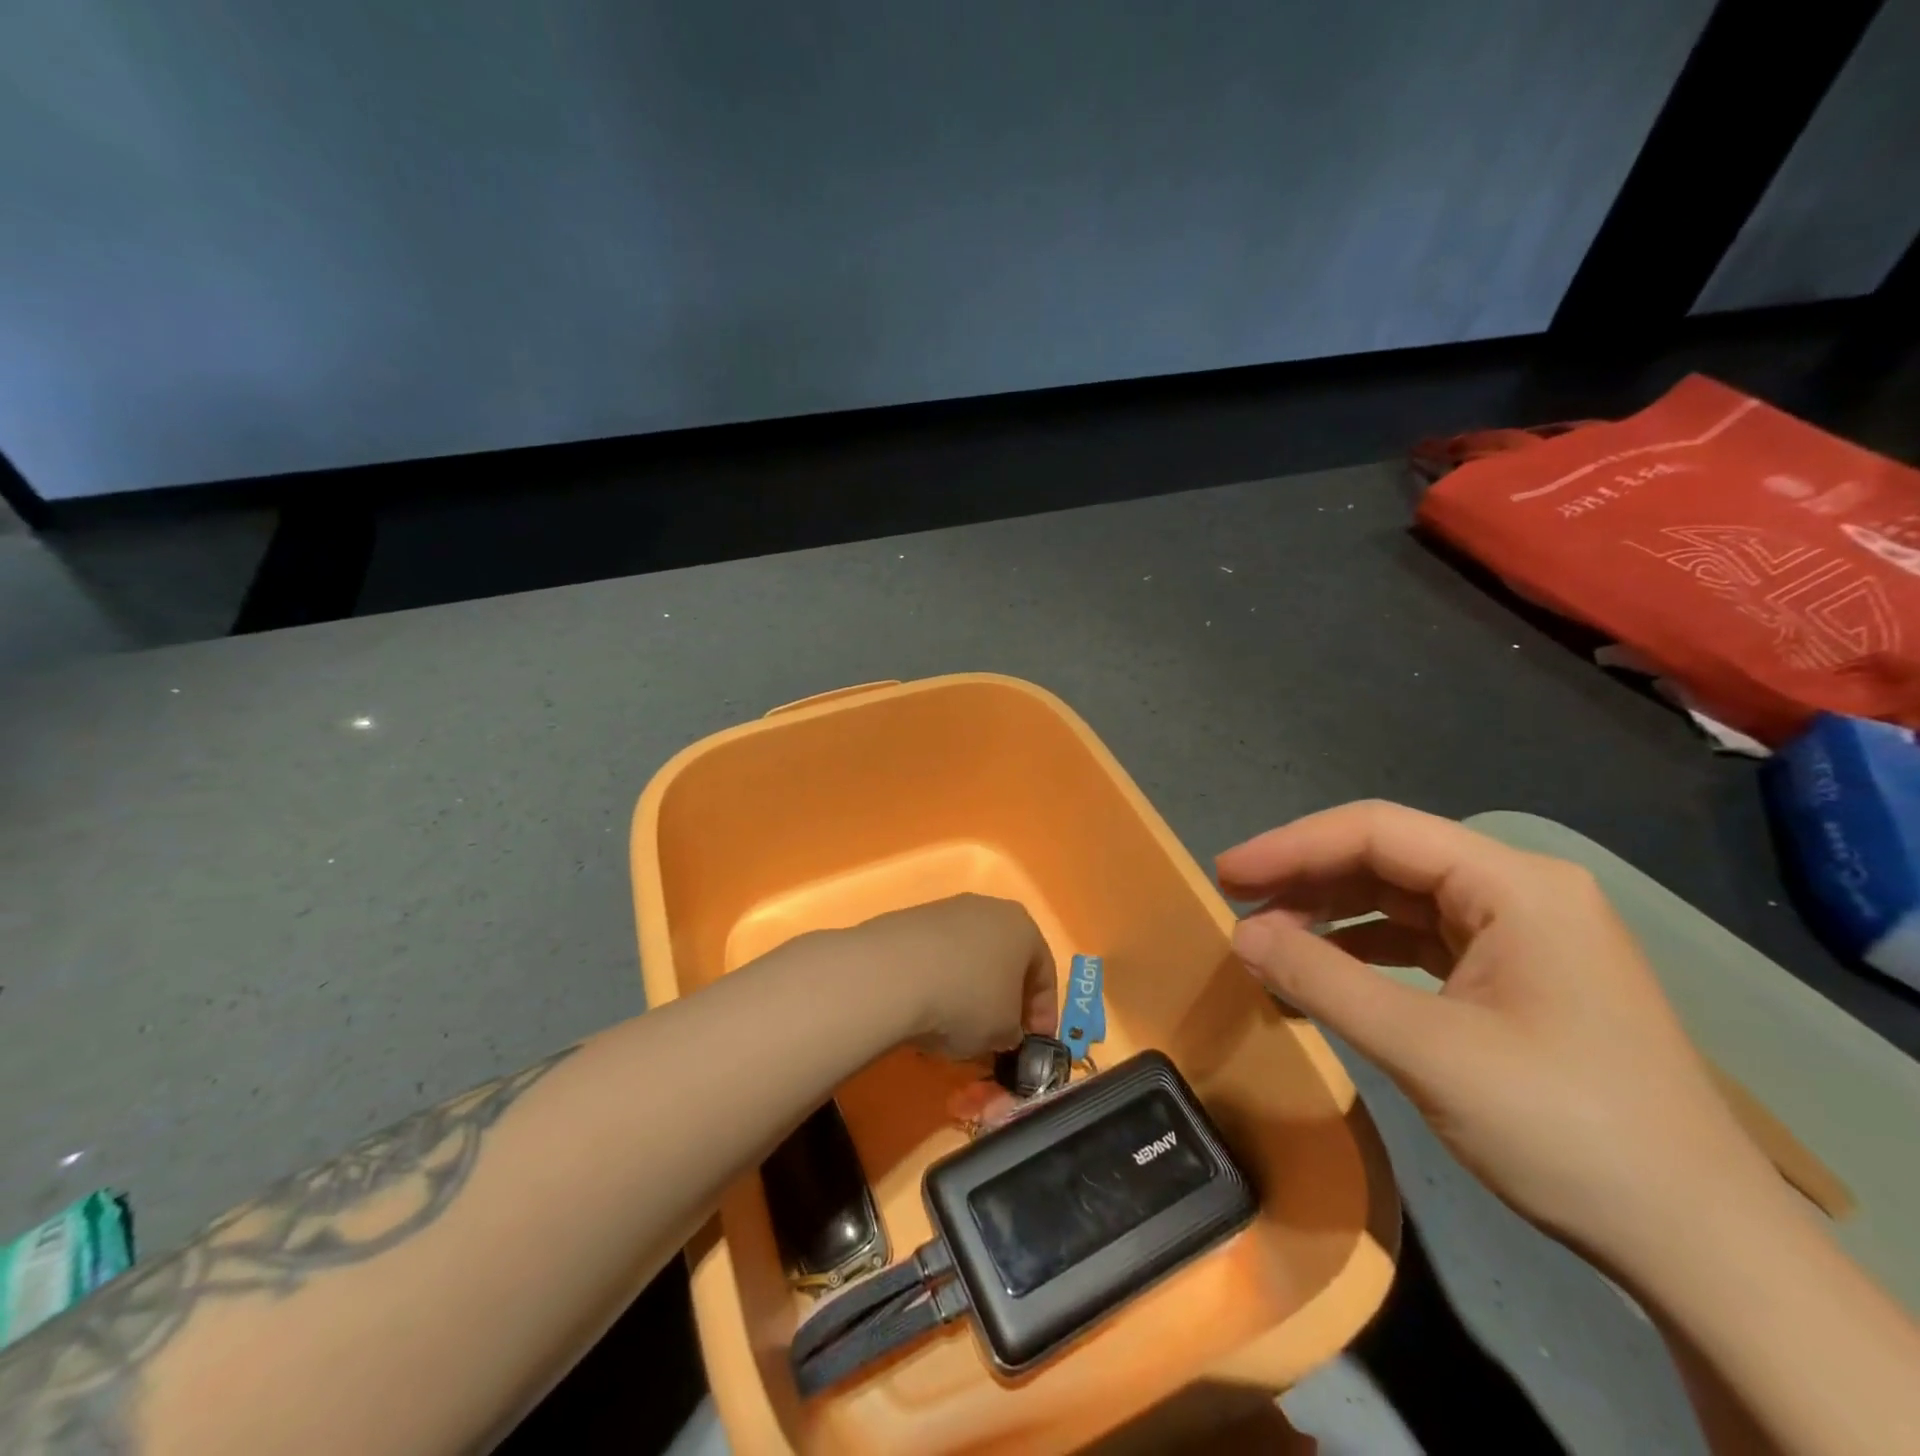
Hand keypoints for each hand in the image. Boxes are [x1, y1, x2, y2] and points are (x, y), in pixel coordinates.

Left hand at [834, 894, 1056, 1061]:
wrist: (891, 975)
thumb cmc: (966, 1000)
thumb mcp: (1004, 1032)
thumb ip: (1014, 1032)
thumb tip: (1004, 1032)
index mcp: (1022, 926)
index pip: (1045, 973)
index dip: (1043, 1014)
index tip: (1034, 1045)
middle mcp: (987, 908)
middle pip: (1006, 959)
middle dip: (1006, 999)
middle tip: (999, 1036)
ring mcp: (946, 910)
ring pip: (969, 957)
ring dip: (970, 990)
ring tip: (957, 1028)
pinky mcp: (910, 920)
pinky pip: (936, 956)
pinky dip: (939, 982)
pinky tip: (926, 1011)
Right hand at [1217, 801, 1777, 1267]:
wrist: (1701, 1248)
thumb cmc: (1565, 1130)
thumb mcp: (1425, 1050)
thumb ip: (1322, 980)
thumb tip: (1241, 934)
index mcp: (1515, 884)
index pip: (1378, 831)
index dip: (1291, 845)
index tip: (1225, 872)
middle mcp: (1522, 891)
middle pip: (1388, 857)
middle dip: (1307, 876)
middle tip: (1234, 899)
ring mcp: (1524, 934)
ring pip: (1401, 897)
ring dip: (1331, 911)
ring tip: (1267, 934)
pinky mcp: (1519, 976)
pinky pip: (1421, 939)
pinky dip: (1364, 947)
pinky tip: (1325, 967)